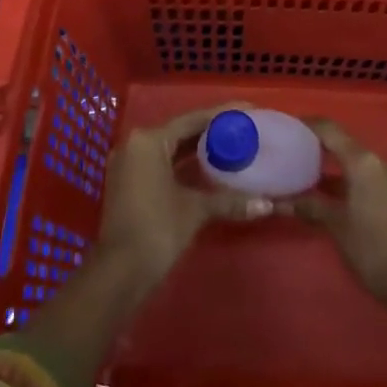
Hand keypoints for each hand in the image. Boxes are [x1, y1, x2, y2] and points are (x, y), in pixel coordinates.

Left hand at [95, 105, 274, 292]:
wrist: (119, 274)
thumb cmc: (157, 230)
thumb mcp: (195, 210)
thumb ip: (230, 201)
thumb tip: (267, 205)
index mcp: (149, 140)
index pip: (192, 119)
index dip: (223, 115)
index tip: (249, 111)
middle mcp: (135, 144)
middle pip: (180, 132)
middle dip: (212, 132)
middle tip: (244, 130)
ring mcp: (128, 165)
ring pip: (170, 149)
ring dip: (198, 150)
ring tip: (232, 146)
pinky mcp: (128, 184)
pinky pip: (161, 164)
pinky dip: (183, 166)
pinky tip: (208, 170)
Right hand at [291, 119, 386, 325]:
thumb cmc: (373, 250)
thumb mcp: (337, 227)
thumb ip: (310, 206)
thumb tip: (280, 201)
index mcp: (364, 162)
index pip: (331, 131)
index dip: (309, 125)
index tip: (288, 127)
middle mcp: (381, 162)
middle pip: (345, 145)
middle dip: (320, 148)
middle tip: (294, 153)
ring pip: (358, 164)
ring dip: (335, 168)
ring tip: (308, 176)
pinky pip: (370, 178)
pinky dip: (350, 181)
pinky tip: (334, 196)